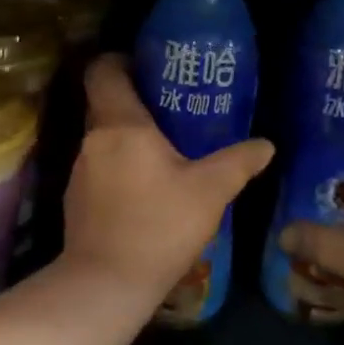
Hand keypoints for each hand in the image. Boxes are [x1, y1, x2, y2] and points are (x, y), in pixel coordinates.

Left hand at [62, 54, 273, 307]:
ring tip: (163, 147)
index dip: (119, 60)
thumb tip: (266, 144)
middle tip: (170, 105)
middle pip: (105, 103)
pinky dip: (119, 166)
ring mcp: (80, 171)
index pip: (103, 72)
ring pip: (103, 138)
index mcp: (121, 125)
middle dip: (134, 100)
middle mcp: (93, 140)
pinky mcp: (76, 200)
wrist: (105, 284)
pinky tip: (145, 187)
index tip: (145, 64)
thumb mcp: (209, 192)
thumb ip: (238, 163)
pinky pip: (100, 167)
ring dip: (128, 137)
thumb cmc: (158, 226)